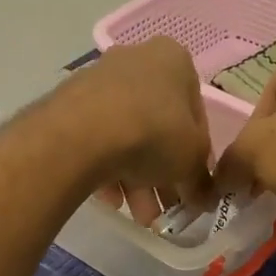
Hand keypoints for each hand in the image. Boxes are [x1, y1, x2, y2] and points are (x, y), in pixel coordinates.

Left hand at [52, 38, 214, 223]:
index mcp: (174, 61)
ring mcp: (99, 80)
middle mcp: (136, 60)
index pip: (196, 114)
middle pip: (158, 127)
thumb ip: (202, 181)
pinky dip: (107, 169)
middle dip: (162, 174)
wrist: (83, 134)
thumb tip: (205, 199)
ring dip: (137, 180)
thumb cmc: (154, 134)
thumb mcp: (192, 162)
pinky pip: (98, 139)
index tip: (191, 184)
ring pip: (127, 136)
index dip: (196, 156)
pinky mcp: (69, 103)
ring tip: (138, 216)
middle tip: (163, 207)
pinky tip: (111, 200)